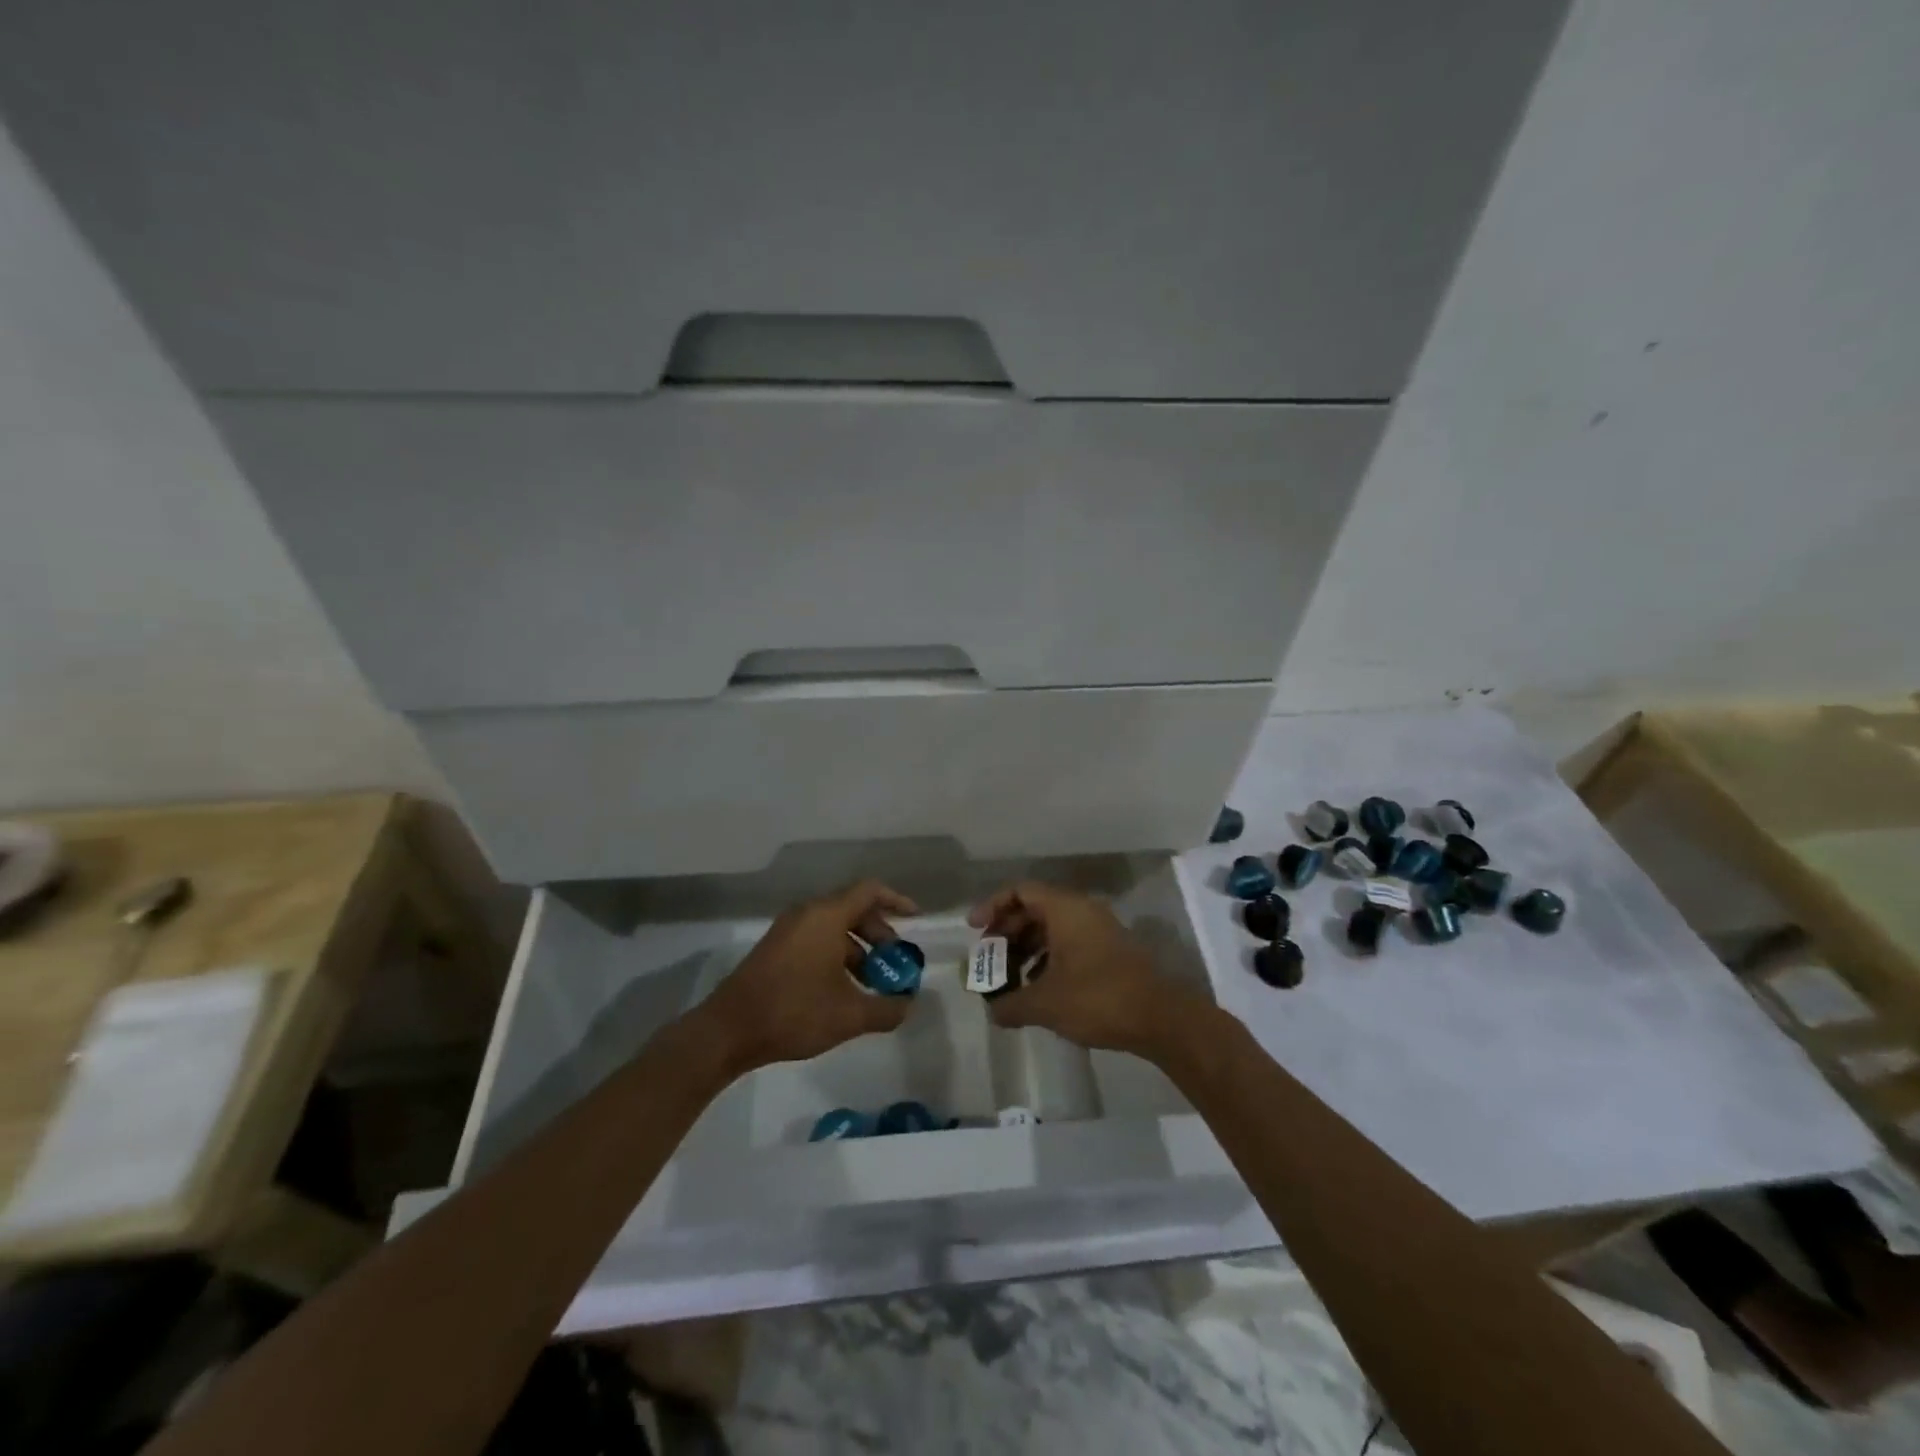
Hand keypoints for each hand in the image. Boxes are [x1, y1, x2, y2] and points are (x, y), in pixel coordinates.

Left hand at [696, 880, 919, 1073]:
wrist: (728, 1030)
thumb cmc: (793, 1012)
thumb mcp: (849, 1015)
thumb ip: (887, 1008)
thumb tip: (908, 1004)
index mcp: (826, 916)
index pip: (870, 891)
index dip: (897, 901)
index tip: (916, 919)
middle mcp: (807, 914)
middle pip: (853, 909)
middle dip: (879, 933)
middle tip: (894, 963)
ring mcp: (788, 930)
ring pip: (834, 927)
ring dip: (858, 949)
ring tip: (871, 984)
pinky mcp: (775, 949)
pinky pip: (816, 939)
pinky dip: (837, 955)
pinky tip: (842, 990)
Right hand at [967, 881, 1201, 1057]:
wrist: (1161, 1018)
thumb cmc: (1098, 998)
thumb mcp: (1046, 1004)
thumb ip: (1011, 1004)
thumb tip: (992, 1012)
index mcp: (1065, 909)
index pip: (1020, 891)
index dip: (993, 906)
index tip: (974, 931)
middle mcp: (1082, 911)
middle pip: (1035, 909)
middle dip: (1007, 932)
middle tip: (988, 958)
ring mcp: (1099, 930)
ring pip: (1053, 928)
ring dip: (1026, 948)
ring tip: (1009, 978)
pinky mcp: (1110, 951)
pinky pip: (1069, 943)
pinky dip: (1048, 958)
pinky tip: (1039, 988)